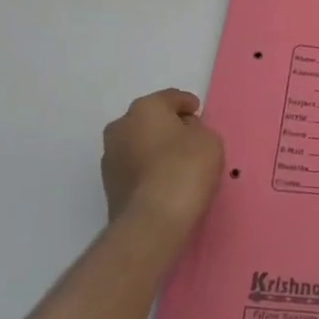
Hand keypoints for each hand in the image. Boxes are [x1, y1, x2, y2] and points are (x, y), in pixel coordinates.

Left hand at [101, 90, 224, 244]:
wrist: (152, 221)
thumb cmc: (185, 169)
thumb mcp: (209, 140)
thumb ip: (198, 130)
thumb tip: (185, 133)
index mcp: (145, 108)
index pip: (170, 97)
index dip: (188, 104)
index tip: (199, 113)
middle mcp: (121, 127)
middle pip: (150, 119)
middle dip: (168, 126)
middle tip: (189, 138)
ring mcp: (110, 157)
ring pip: (139, 144)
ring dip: (155, 149)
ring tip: (177, 163)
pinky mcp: (108, 186)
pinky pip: (134, 167)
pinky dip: (148, 169)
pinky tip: (164, 181)